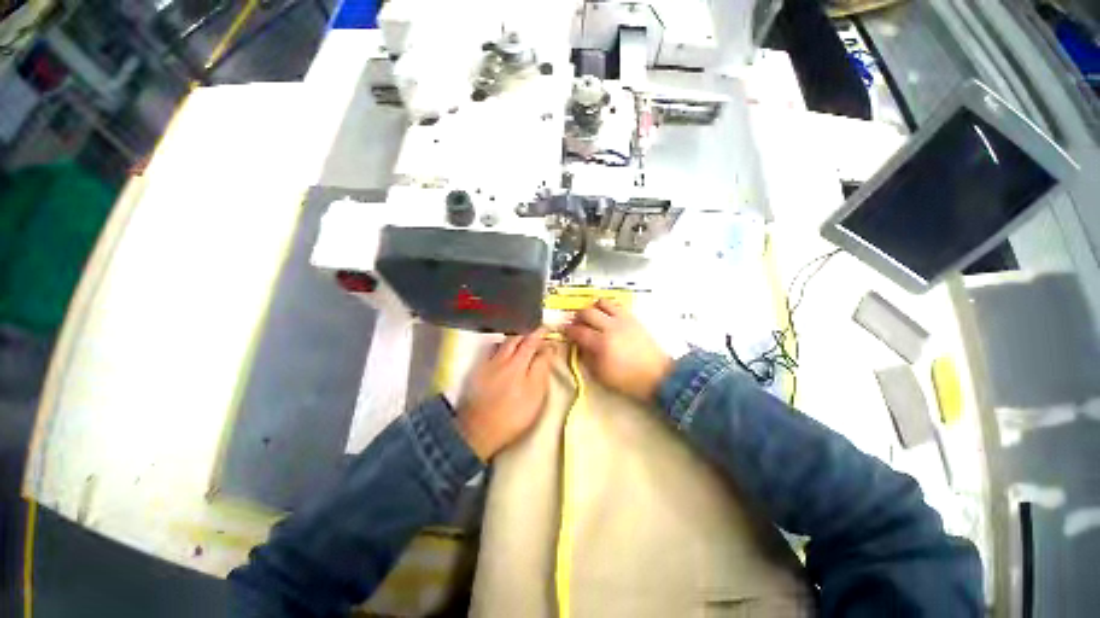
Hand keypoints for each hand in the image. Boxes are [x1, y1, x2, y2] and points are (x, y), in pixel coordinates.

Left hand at [457, 328, 554, 460]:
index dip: (541, 333)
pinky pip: (489, 350)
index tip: (549, 328)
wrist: (478, 431)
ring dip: (513, 337)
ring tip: (521, 338)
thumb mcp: (535, 395)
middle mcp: (501, 358)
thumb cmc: (514, 415)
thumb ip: (541, 369)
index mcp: (518, 363)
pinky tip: (501, 350)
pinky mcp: (477, 371)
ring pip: (501, 342)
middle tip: (537, 332)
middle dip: (527, 332)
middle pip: (515, 338)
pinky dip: (499, 345)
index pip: (532, 341)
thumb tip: (548, 349)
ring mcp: (487, 364)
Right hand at [563, 300, 672, 402]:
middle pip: (586, 312)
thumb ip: (586, 357)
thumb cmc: (627, 379)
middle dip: (577, 317)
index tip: (565, 331)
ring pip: (601, 303)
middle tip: (576, 323)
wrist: (657, 375)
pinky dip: (606, 307)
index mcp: (601, 344)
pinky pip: (615, 304)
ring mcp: (622, 320)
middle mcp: (610, 327)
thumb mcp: (601, 375)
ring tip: (591, 317)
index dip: (568, 330)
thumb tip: (578, 344)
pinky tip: (605, 316)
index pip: (578, 331)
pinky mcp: (632, 317)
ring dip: (592, 308)